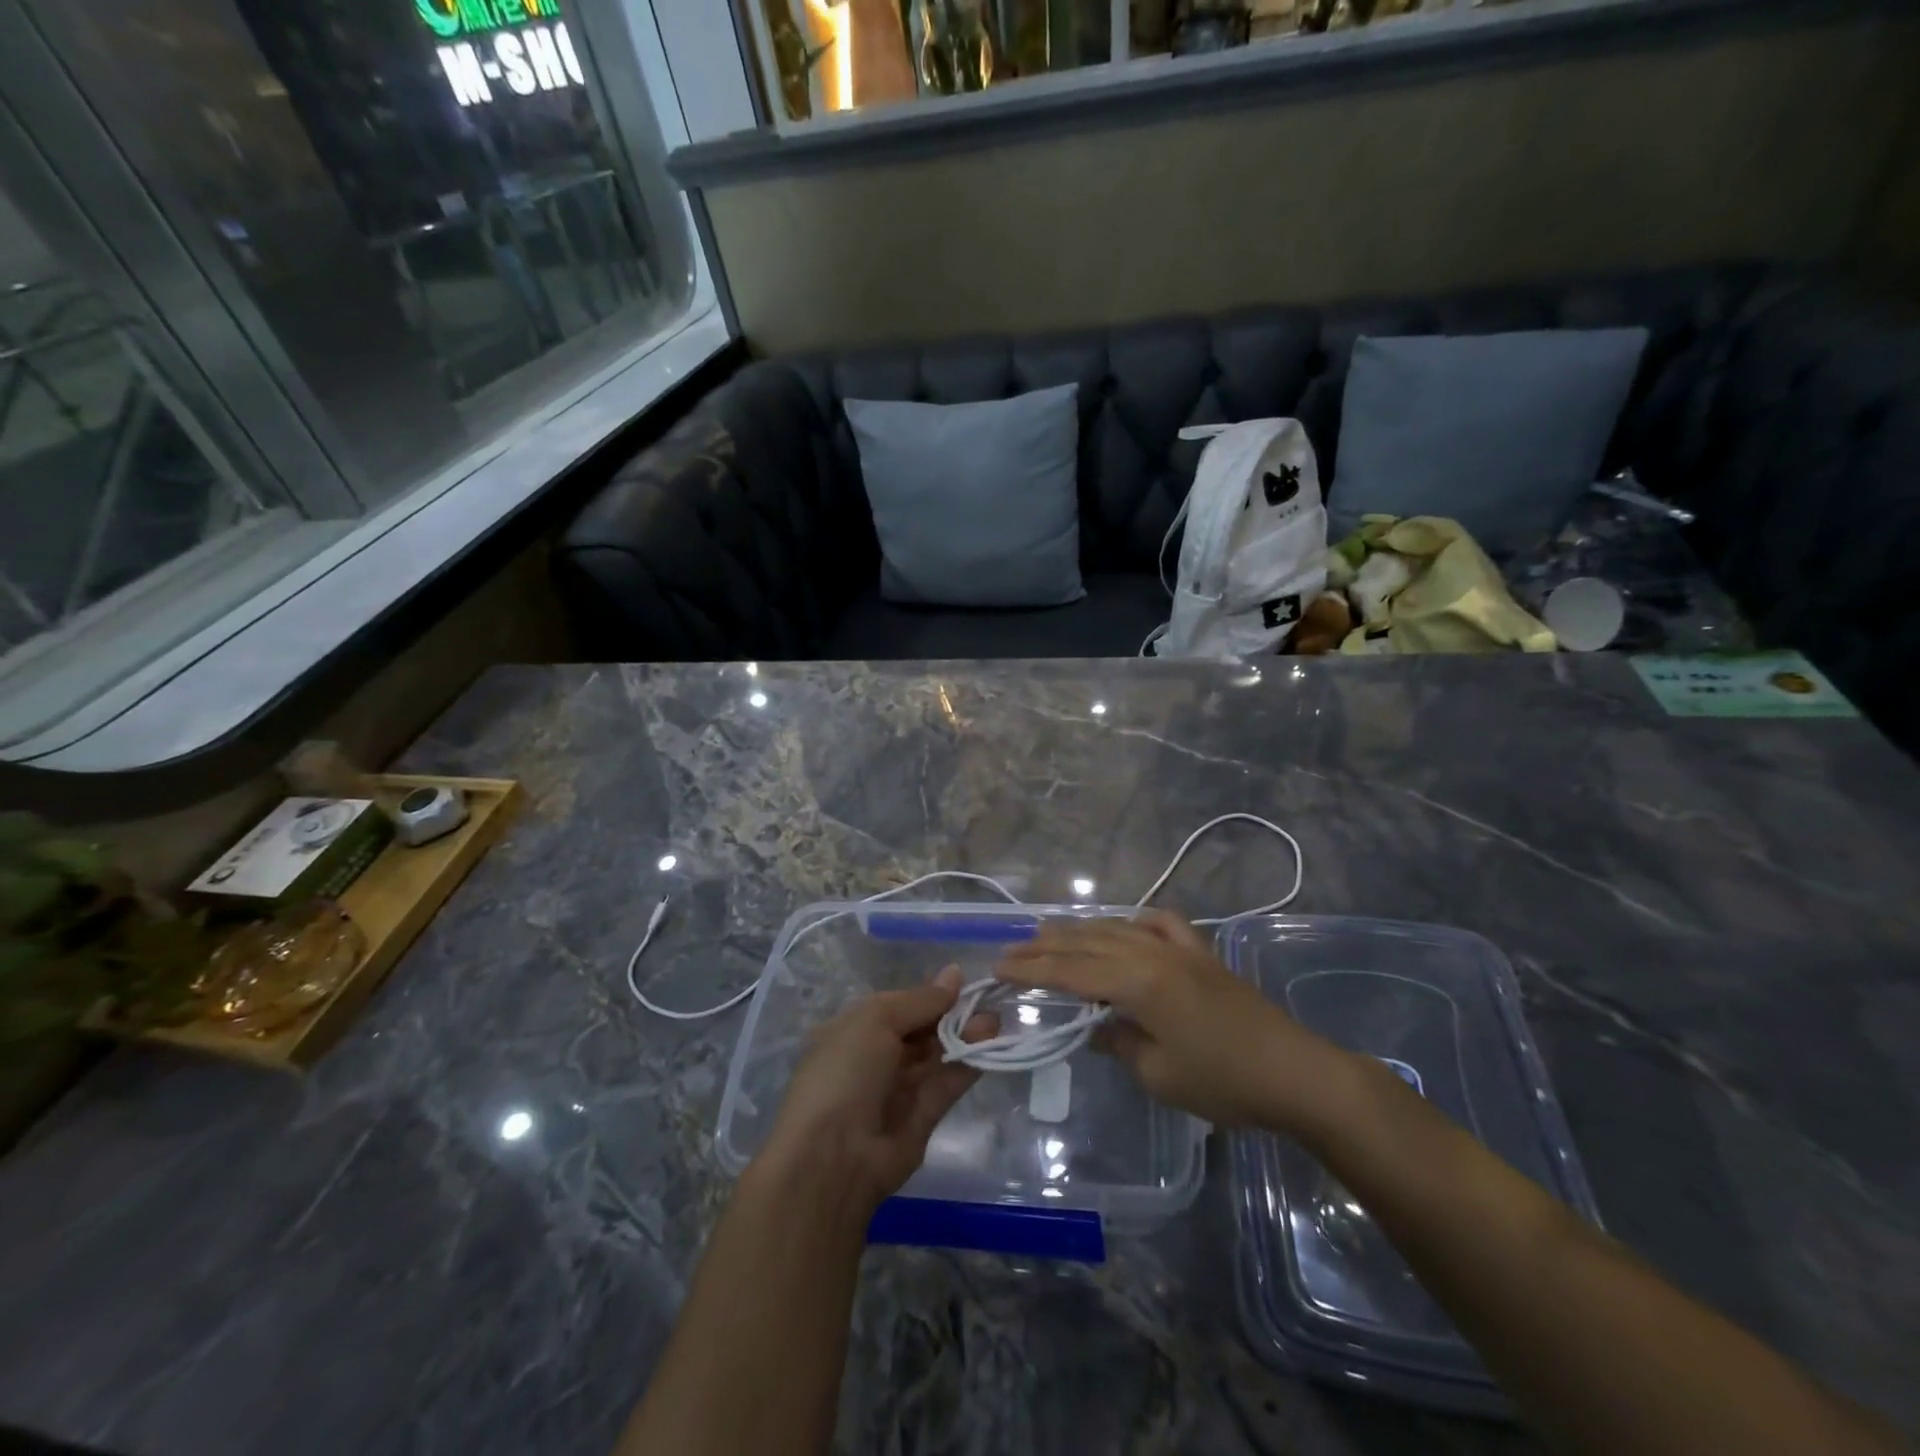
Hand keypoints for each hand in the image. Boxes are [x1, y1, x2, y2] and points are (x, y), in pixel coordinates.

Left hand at [757, 967, 996, 1212]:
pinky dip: (967, 1065)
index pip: (898, 1005)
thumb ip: (920, 1000)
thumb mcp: (876, 1021)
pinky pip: (946, 1084)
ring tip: (994, 1020)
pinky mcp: (922, 1117)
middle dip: (951, 1014)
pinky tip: (990, 1045)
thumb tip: (954, 973)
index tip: (963, 982)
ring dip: (964, 1036)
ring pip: (936, 1055)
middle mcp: (874, 1057)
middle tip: (986, 1001)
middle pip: (920, 1029)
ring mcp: (898, 1088)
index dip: (929, 994)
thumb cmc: (845, 1072)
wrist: (833, 1157)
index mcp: (853, 1030)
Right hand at [996, 909, 1355, 1130]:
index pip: (1071, 971)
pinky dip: (1136, 921)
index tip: (1000, 966)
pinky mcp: (1202, 953)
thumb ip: (1119, 1042)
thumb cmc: (1223, 1082)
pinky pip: (1161, 924)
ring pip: (1118, 928)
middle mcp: (1153, 953)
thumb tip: (1095, 1027)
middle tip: (1013, 949)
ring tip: (1051, 931)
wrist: (1295, 1072)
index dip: (1032, 969)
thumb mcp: (1159, 1074)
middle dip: (1047, 946)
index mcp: (1138, 982)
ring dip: (1081, 929)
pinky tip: (1128, 925)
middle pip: (1088, 943)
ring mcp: (1180, 948)